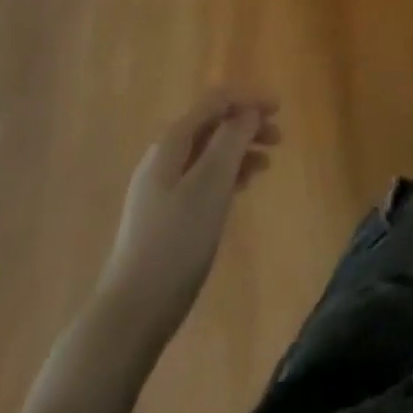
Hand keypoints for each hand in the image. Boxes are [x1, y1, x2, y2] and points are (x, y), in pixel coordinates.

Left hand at [95, 90, 280, 342]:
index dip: (248, 100)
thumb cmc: (176, 242)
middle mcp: (163, 159)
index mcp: (171, 144)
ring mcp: (161, 188)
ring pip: (208, 153)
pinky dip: (227, 175)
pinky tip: (241, 189)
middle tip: (278, 140)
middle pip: (211, 126)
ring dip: (239, 151)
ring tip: (265, 167)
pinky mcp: (165, 215)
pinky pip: (202, 178)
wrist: (132, 313)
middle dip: (246, 125)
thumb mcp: (211, 184)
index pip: (214, 103)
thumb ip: (231, 140)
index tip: (280, 110)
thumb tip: (248, 111)